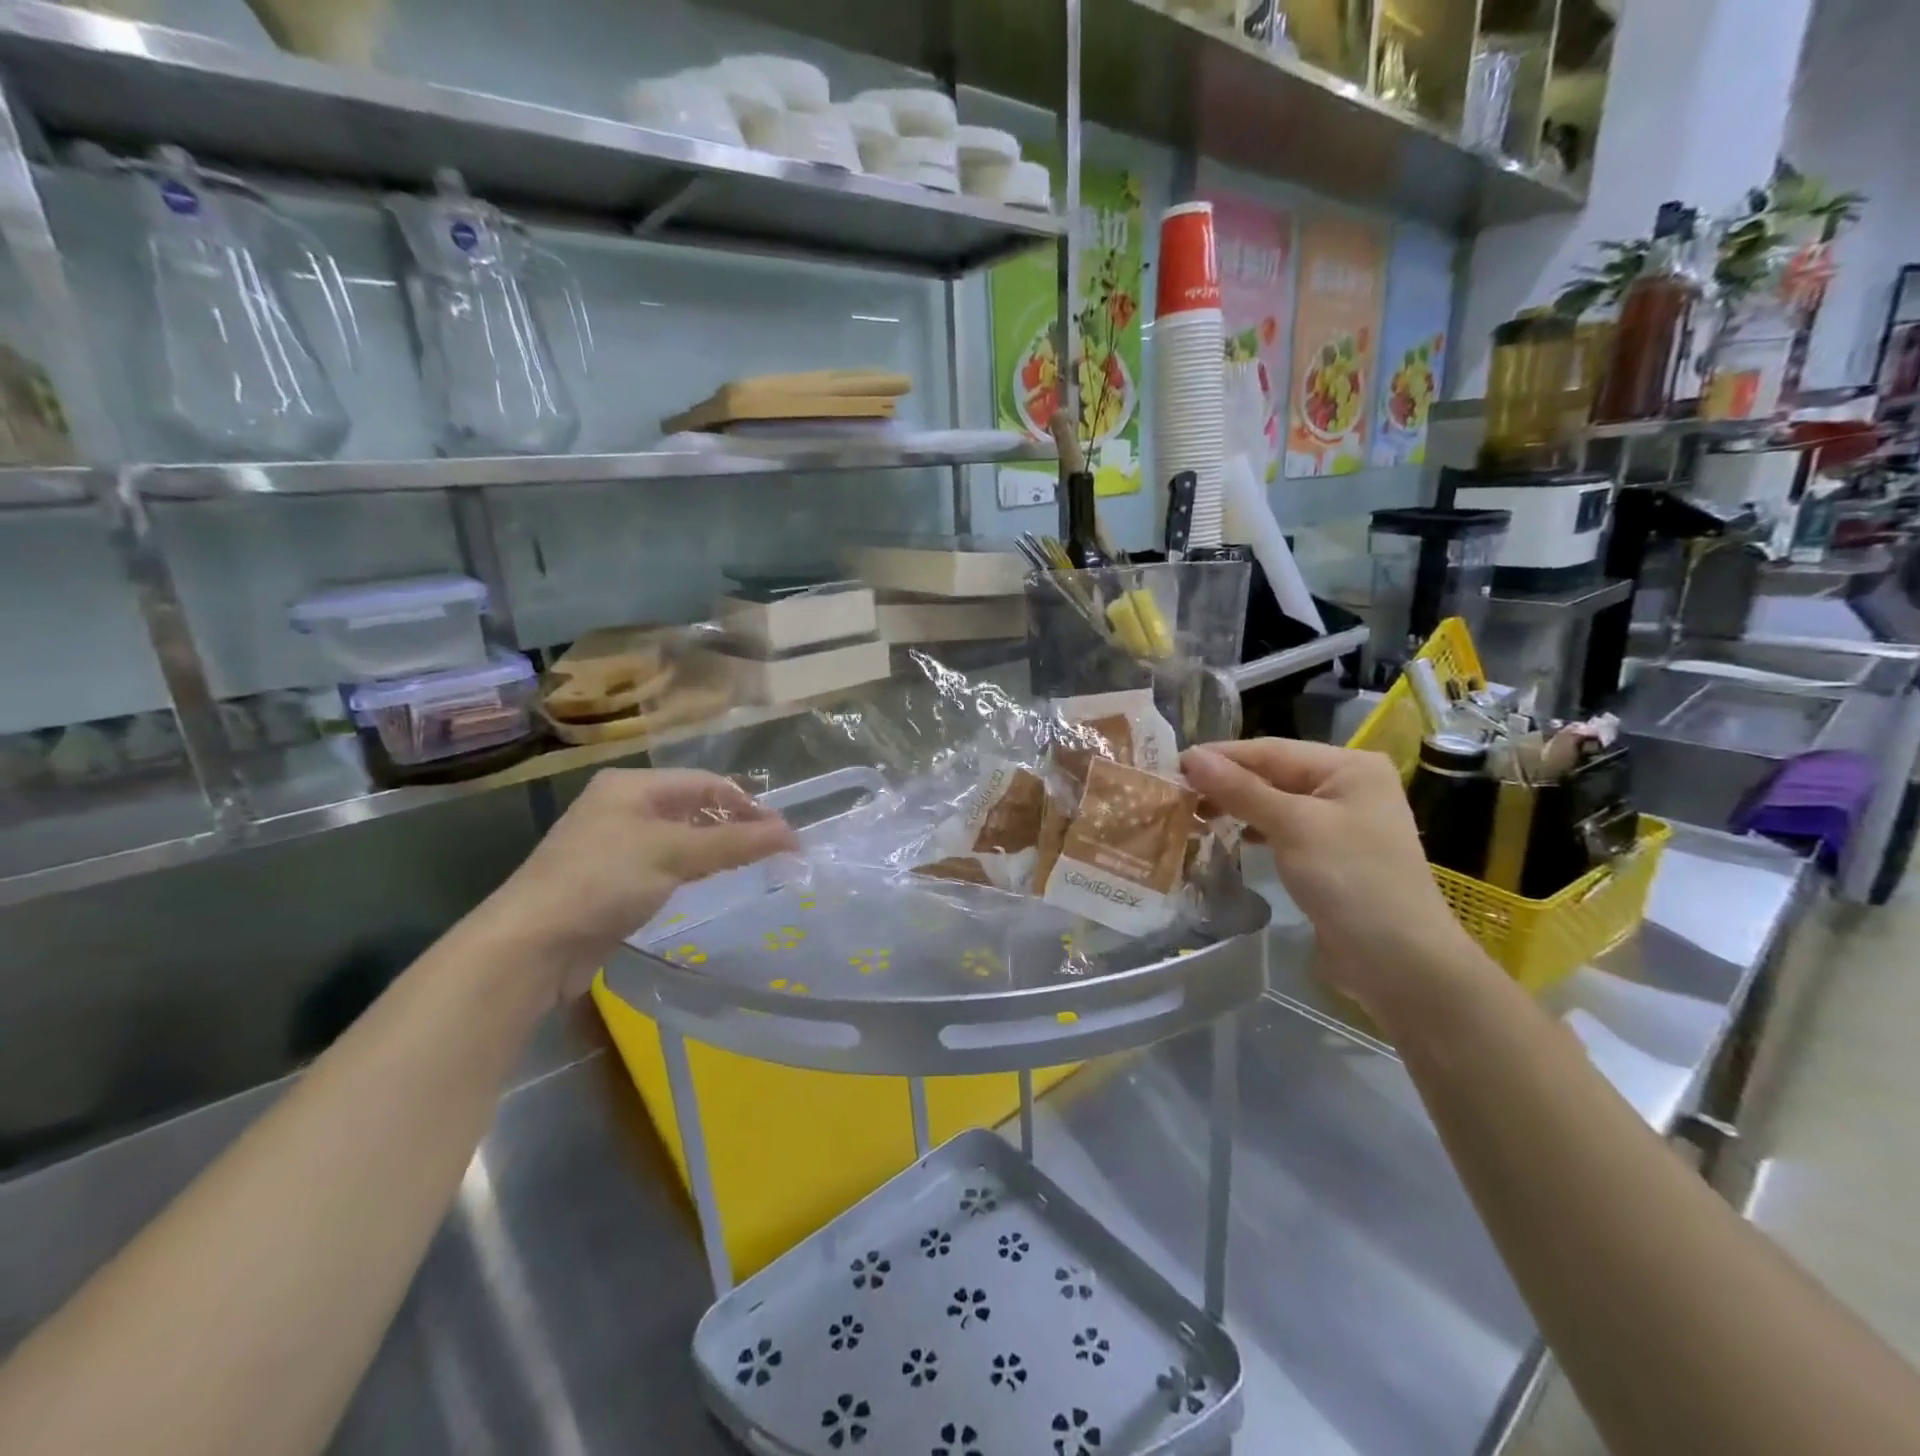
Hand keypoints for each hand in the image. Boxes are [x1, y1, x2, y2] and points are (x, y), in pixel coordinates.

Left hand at [476, 768, 798, 998]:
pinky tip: (710, 880)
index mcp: (631, 786)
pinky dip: (693, 867)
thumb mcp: (673, 854)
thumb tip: (791, 834)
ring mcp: (614, 843)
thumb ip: (734, 842)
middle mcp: (622, 806)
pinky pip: (664, 863)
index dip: (747, 804)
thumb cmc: (603, 882)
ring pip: (680, 836)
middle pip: (693, 807)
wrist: (531, 946)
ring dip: (716, 846)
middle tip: (773, 849)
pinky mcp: (611, 879)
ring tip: (752, 863)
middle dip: (734, 824)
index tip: (783, 833)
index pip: (705, 783)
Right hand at [1182, 738, 1491, 1018]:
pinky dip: (1253, 829)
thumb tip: (1190, 757)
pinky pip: (1282, 829)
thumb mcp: (1293, 827)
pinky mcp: (1329, 854)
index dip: (1220, 757)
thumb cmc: (1351, 881)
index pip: (1270, 750)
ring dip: (1235, 806)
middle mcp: (1347, 785)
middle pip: (1272, 774)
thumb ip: (1240, 790)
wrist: (1400, 963)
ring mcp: (1340, 821)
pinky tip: (1226, 835)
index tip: (1171, 766)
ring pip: (1274, 802)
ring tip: (1191, 814)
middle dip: (1225, 783)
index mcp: (1348, 766)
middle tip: (1174, 794)